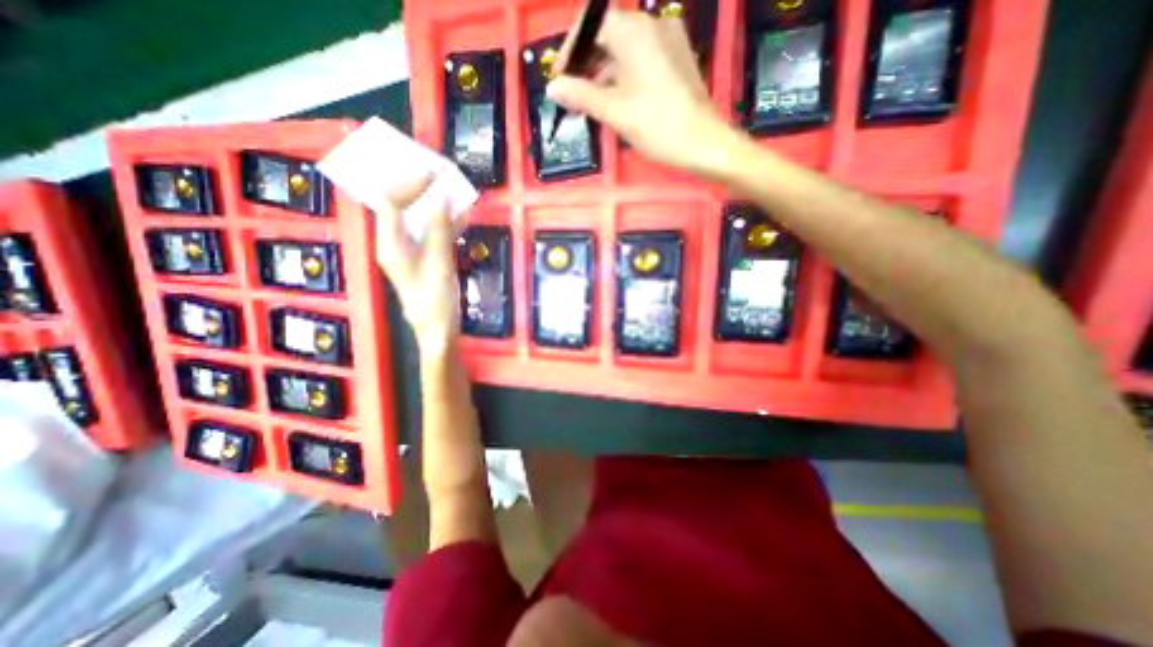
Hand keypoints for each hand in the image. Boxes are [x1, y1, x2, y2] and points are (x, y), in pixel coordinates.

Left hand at [371, 176, 457, 358]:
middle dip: (420, 190)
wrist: (438, 329)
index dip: (408, 185)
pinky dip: (445, 224)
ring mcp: (411, 251)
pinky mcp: (426, 258)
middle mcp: (396, 243)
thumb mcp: (438, 263)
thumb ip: (438, 229)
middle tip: (440, 176)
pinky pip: (433, 233)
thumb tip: (441, 197)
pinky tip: (461, 217)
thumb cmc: (435, 299)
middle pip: (402, 208)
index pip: (390, 203)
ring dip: (436, 206)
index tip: (430, 175)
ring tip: (453, 191)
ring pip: (420, 220)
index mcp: (390, 244)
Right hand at [546, 7, 737, 179]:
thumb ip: (581, 95)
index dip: (570, 51)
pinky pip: (641, 60)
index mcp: (634, 32)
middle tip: (572, 97)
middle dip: (586, 66)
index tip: (559, 80)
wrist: (704, 143)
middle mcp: (652, 25)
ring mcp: (668, 40)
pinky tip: (616, 101)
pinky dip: (623, 77)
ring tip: (591, 105)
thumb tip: (553, 88)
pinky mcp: (676, 58)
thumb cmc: (658, 126)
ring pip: (625, 51)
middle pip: (608, 36)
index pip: (591, 25)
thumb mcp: (614, 112)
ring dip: (604, 75)